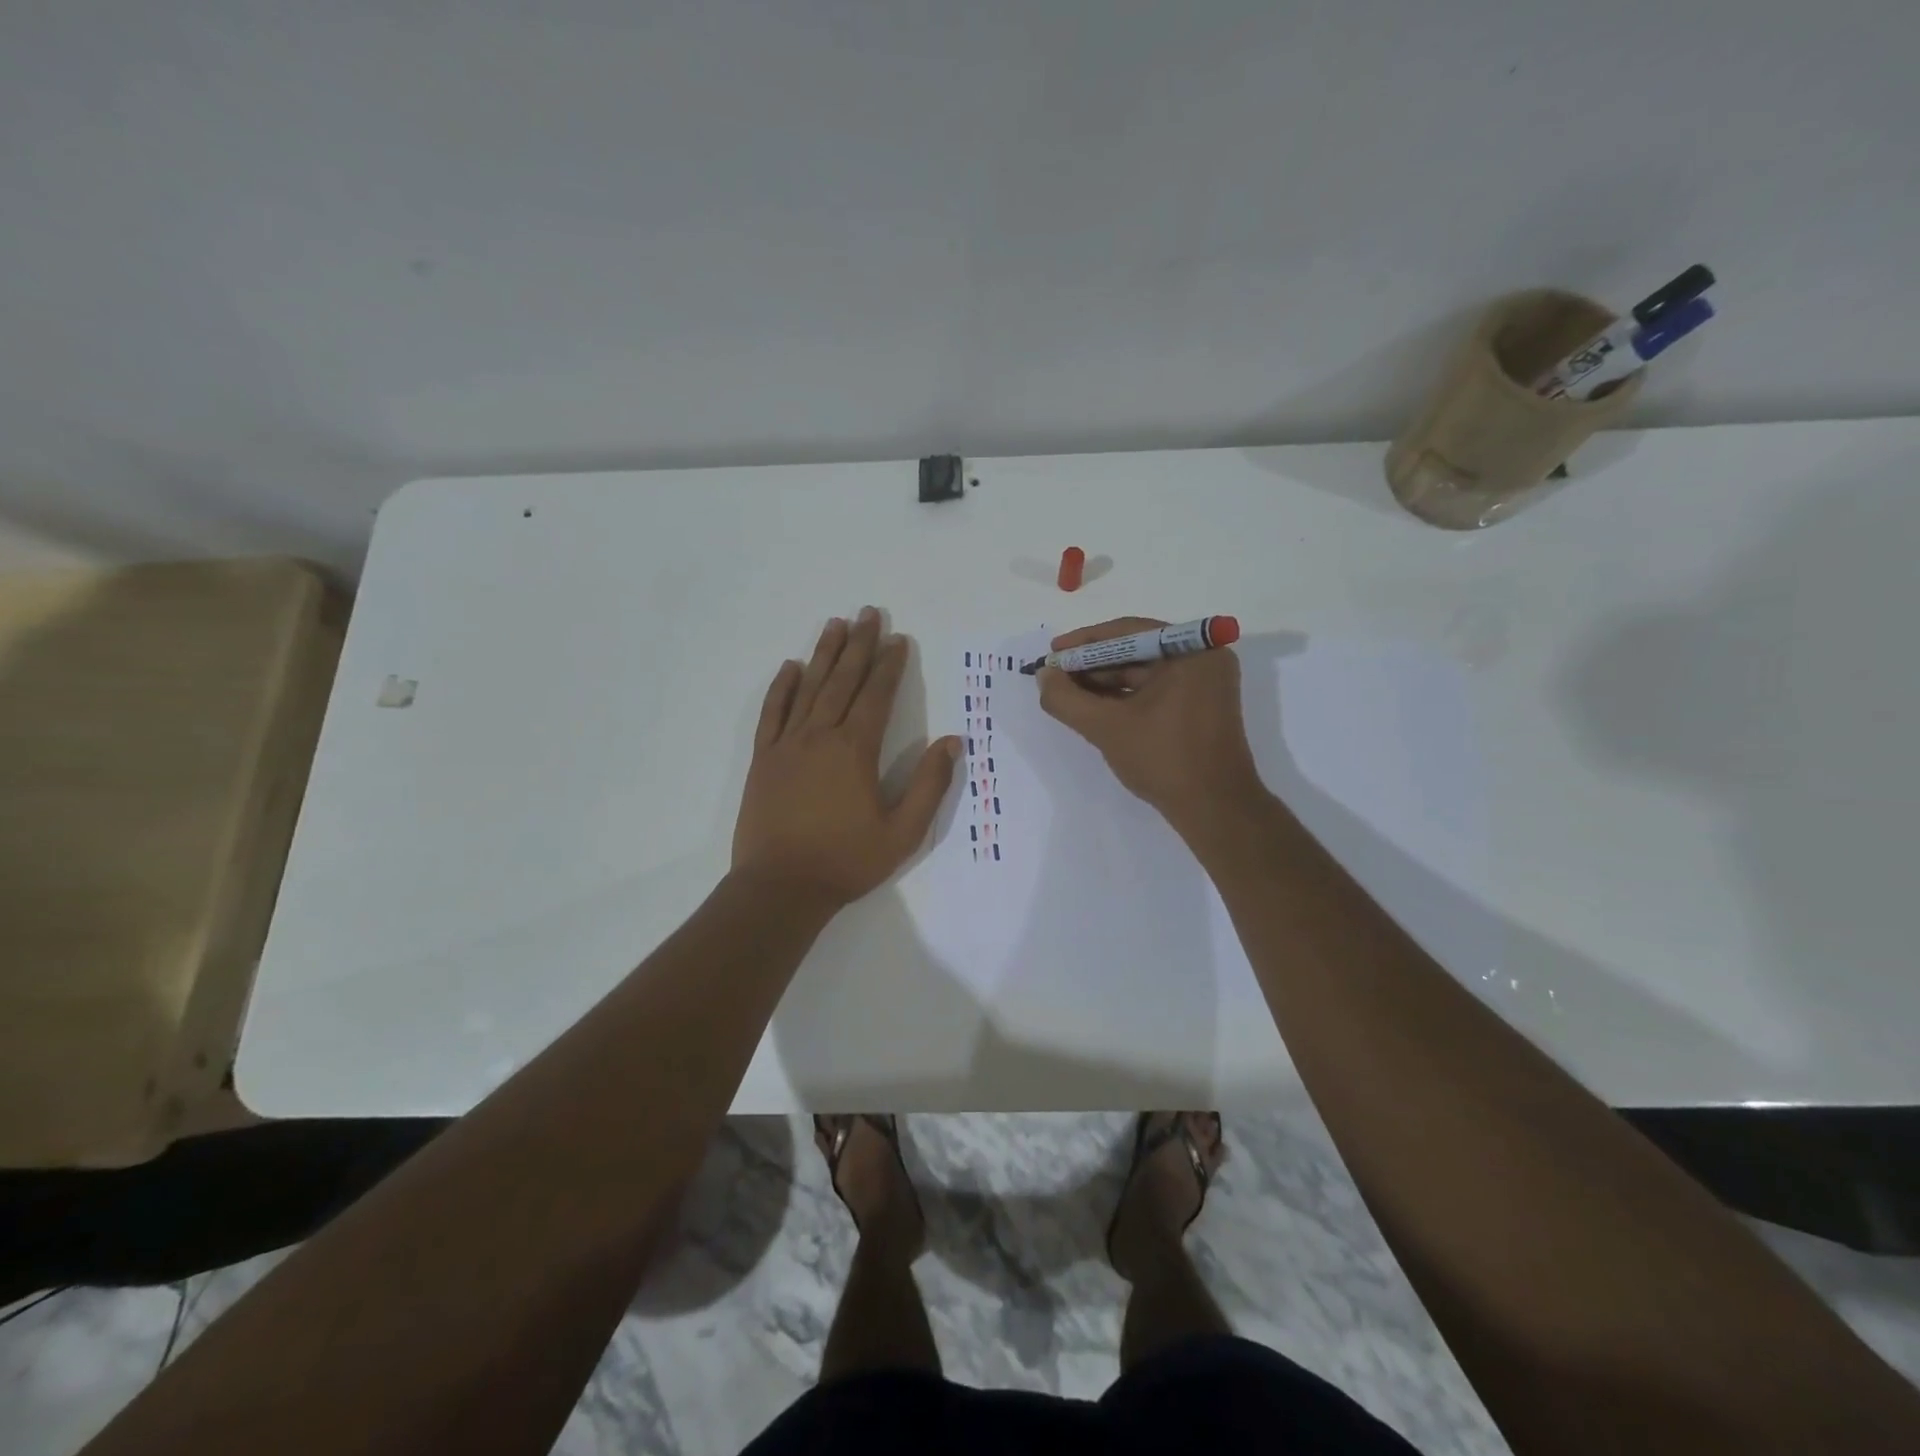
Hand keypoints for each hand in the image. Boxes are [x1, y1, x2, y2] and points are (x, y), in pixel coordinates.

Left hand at [732, 607, 960, 906]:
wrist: (780, 888)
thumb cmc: (846, 861)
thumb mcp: (903, 832)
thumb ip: (929, 784)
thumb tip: (953, 742)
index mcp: (856, 750)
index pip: (877, 695)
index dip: (889, 665)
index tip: (898, 638)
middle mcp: (820, 736)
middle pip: (843, 680)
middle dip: (859, 645)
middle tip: (868, 613)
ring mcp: (787, 745)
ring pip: (808, 688)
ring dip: (823, 654)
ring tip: (835, 624)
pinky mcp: (763, 759)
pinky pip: (772, 713)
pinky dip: (781, 687)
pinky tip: (790, 667)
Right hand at [1037, 616, 1265, 839]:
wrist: (1214, 809)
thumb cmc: (1164, 759)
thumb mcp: (1106, 727)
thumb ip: (1067, 698)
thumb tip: (1044, 676)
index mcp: (1191, 650)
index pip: (1127, 632)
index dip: (1084, 642)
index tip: (1053, 654)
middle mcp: (1204, 658)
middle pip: (1136, 651)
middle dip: (1092, 665)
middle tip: (1055, 677)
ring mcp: (1205, 684)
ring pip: (1144, 673)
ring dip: (1105, 683)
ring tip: (1068, 694)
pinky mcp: (1201, 707)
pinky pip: (1156, 690)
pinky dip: (1125, 698)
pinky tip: (1094, 708)